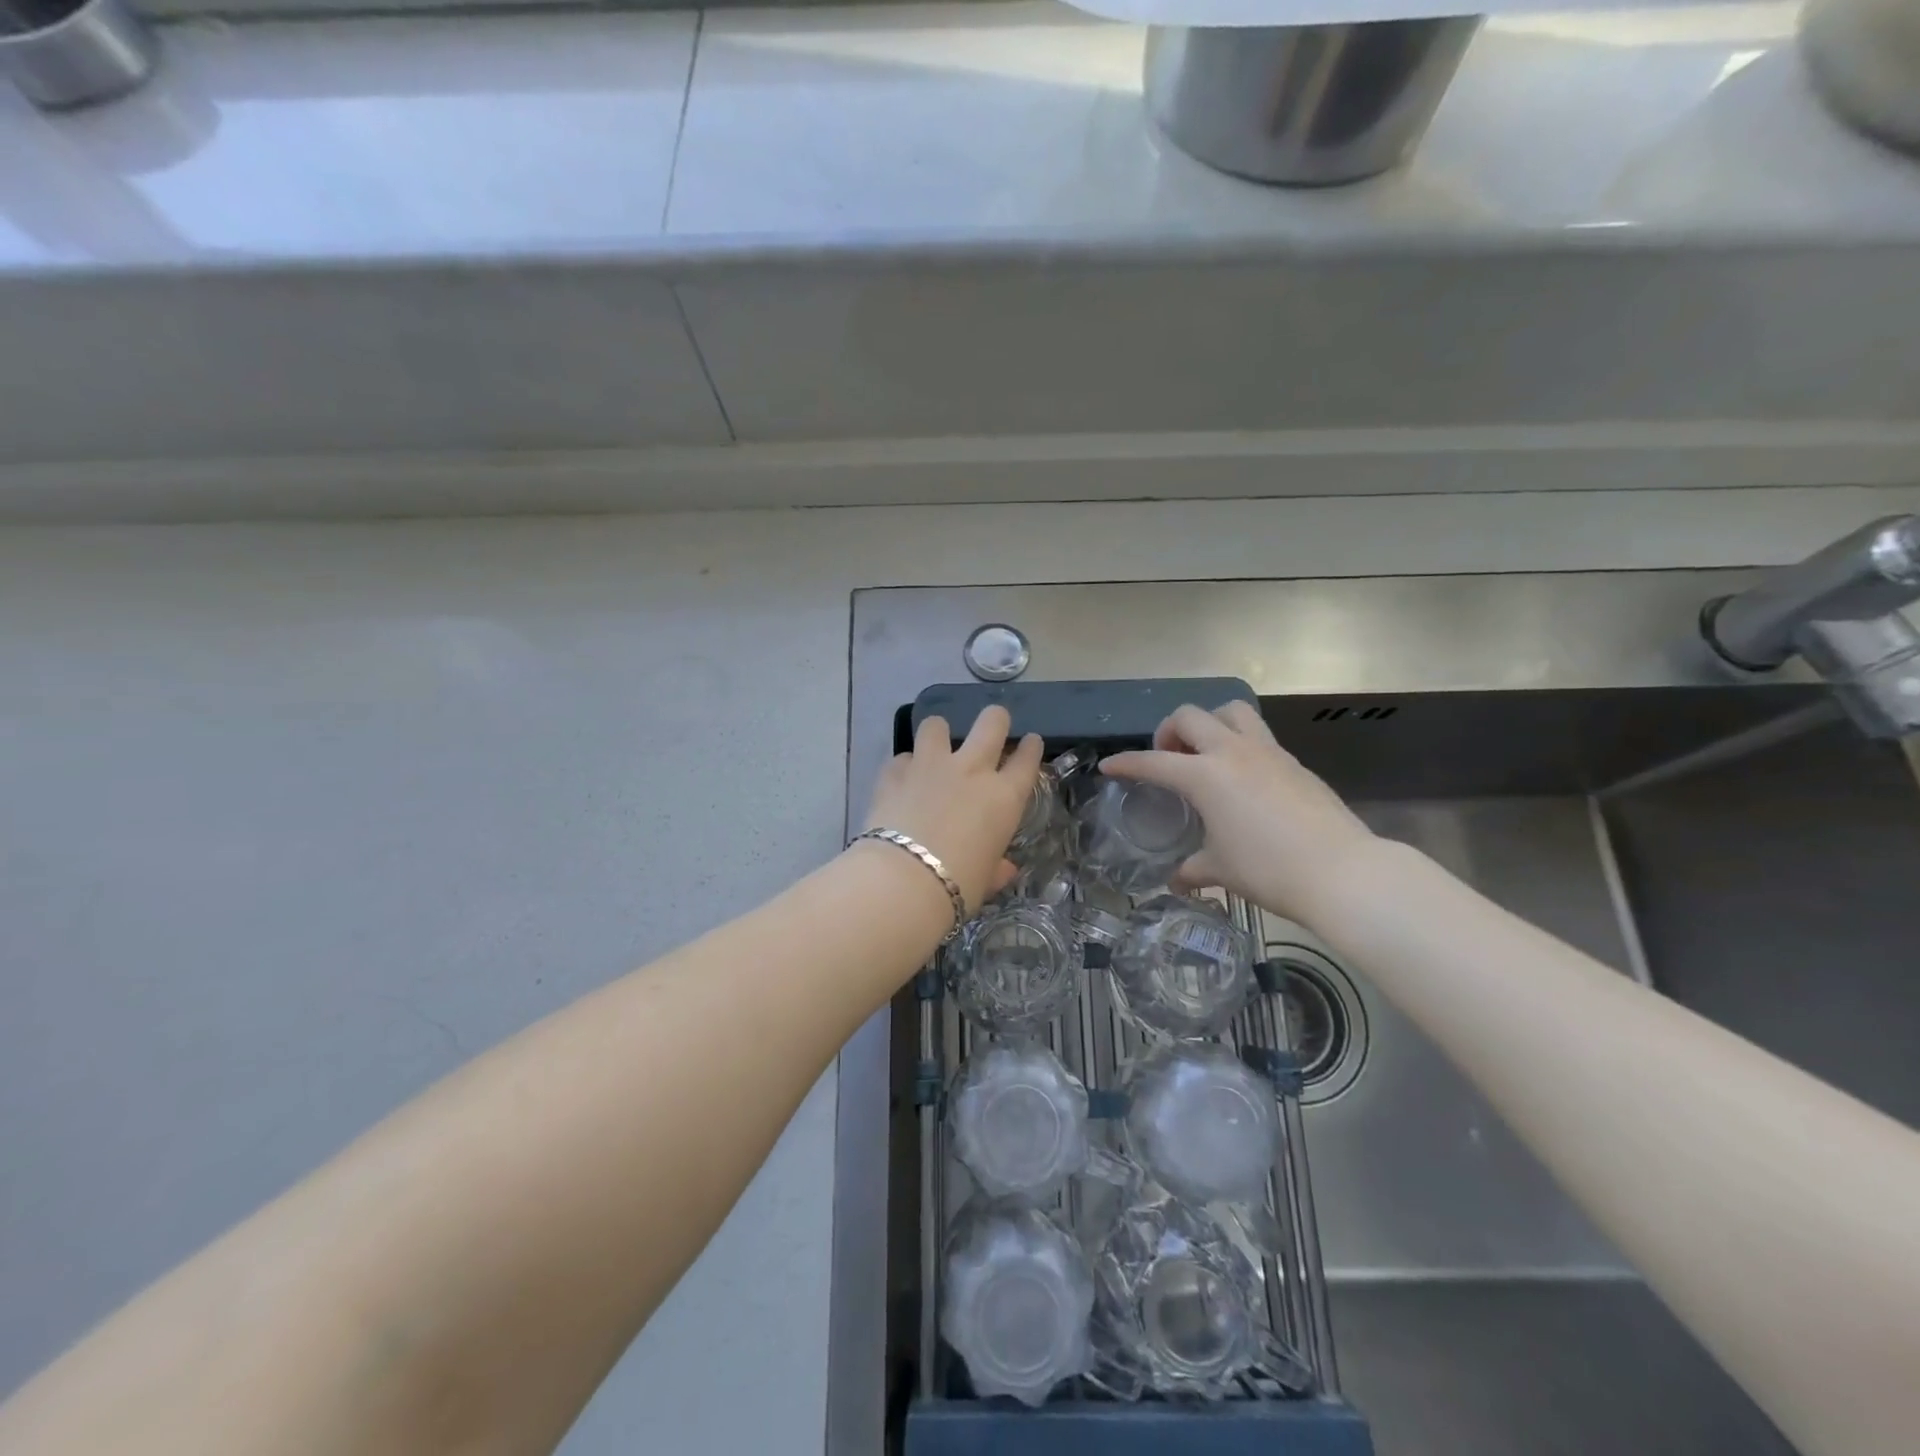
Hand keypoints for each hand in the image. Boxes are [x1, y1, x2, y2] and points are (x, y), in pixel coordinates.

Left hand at [863, 706, 1043, 915]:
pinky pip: (902, 757)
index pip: (1027, 760)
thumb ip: (996, 868)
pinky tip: (902, 781)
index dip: (1031, 748)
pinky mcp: (894, 772)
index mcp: (1003, 797)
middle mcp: (971, 770)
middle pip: (991, 723)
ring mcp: (930, 766)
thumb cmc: (957, 886)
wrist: (902, 880)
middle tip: (992, 726)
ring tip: (936, 746)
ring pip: (937, 725)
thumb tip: (1005, 869)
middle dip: (995, 720)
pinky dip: (904, 767)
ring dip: (939, 733)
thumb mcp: (985, 881)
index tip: (1031, 742)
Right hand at [1102, 701, 1375, 924]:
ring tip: (1206, 752)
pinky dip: (1240, 743)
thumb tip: (1177, 881)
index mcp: (1205, 775)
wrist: (1341, 871)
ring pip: (1231, 711)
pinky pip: (1258, 735)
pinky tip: (1243, 777)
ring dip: (1210, 722)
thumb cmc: (1269, 870)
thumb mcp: (1221, 870)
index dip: (1126, 763)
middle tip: (1168, 758)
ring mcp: (1268, 752)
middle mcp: (1232, 752)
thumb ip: (1193, 869)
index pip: (1153, 761)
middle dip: (1169, 731)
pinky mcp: (1293, 762)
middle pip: (1190, 716)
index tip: (1110, 766)